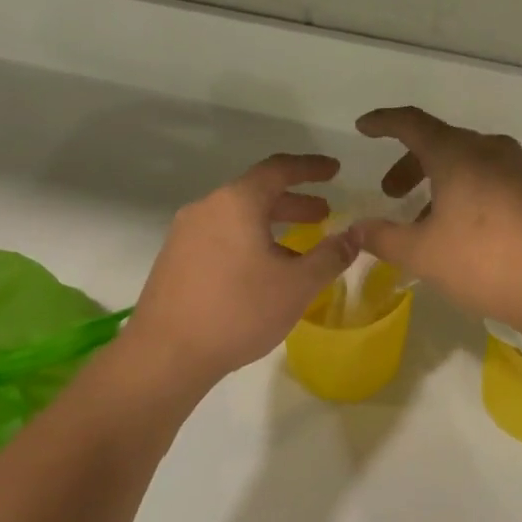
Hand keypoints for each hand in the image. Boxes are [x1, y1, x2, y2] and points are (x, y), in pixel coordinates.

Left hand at [126, 153, 359, 386]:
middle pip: (257, 193)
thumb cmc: (238, 311)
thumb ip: (331, 256)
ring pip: (238, 217)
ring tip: (299, 248)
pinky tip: (263, 272)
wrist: (165, 354)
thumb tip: (356, 235)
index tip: (335, 170)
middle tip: (324, 214)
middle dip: (294, 201)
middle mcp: (207, 208)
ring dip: (272, 224)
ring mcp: (185, 234)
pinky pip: (221, 237)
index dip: (311, 167)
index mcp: (236, 203)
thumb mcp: (297, 285)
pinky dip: (249, 240)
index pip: (279, 169)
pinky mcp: (175, 259)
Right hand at [352, 107, 521, 334]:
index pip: (412, 123)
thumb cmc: (482, 260)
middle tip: (391, 193)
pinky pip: (486, 179)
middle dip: (409, 164)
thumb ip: (383, 237)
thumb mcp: (422, 253)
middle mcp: (488, 150)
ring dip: (436, 182)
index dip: (384, 122)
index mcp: (456, 153)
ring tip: (421, 221)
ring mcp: (516, 170)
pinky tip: (456, 230)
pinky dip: (461, 192)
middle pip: (439, 142)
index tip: (363, 128)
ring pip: (465, 162)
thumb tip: (355, 228)